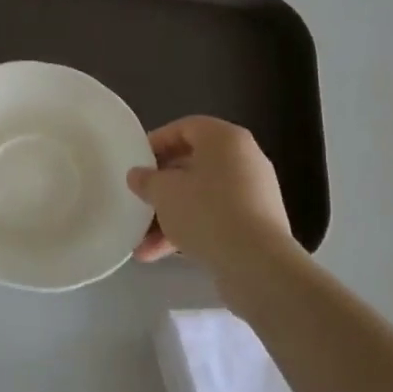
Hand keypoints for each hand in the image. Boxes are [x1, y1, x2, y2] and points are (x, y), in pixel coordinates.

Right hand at [127, 116, 295, 268]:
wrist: (257, 264)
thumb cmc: (206, 212)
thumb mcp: (163, 192)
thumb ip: (146, 179)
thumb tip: (138, 175)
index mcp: (225, 139)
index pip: (185, 127)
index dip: (157, 142)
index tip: (136, 162)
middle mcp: (245, 159)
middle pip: (193, 164)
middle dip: (161, 186)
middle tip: (139, 199)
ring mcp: (254, 194)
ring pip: (201, 196)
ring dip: (170, 216)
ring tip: (141, 241)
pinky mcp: (257, 225)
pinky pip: (215, 219)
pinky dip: (190, 230)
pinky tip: (160, 254)